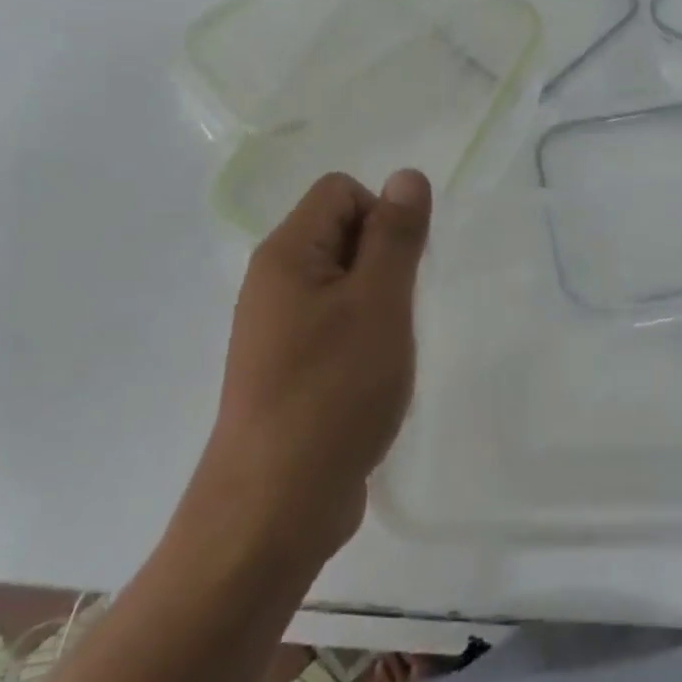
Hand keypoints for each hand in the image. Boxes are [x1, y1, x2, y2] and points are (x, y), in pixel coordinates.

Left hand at [189, 169, 431, 571]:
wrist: (275, 506)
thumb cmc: (334, 391)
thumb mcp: (379, 303)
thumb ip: (396, 235)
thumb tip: (407, 175)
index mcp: (287, 254)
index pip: (341, 191)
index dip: (382, 217)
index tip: (399, 273)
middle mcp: (273, 281)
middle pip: (341, 232)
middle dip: (383, 262)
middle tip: (395, 315)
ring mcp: (277, 328)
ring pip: (343, 282)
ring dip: (377, 304)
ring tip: (386, 350)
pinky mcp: (287, 367)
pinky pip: (333, 323)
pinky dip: (361, 337)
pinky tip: (372, 378)